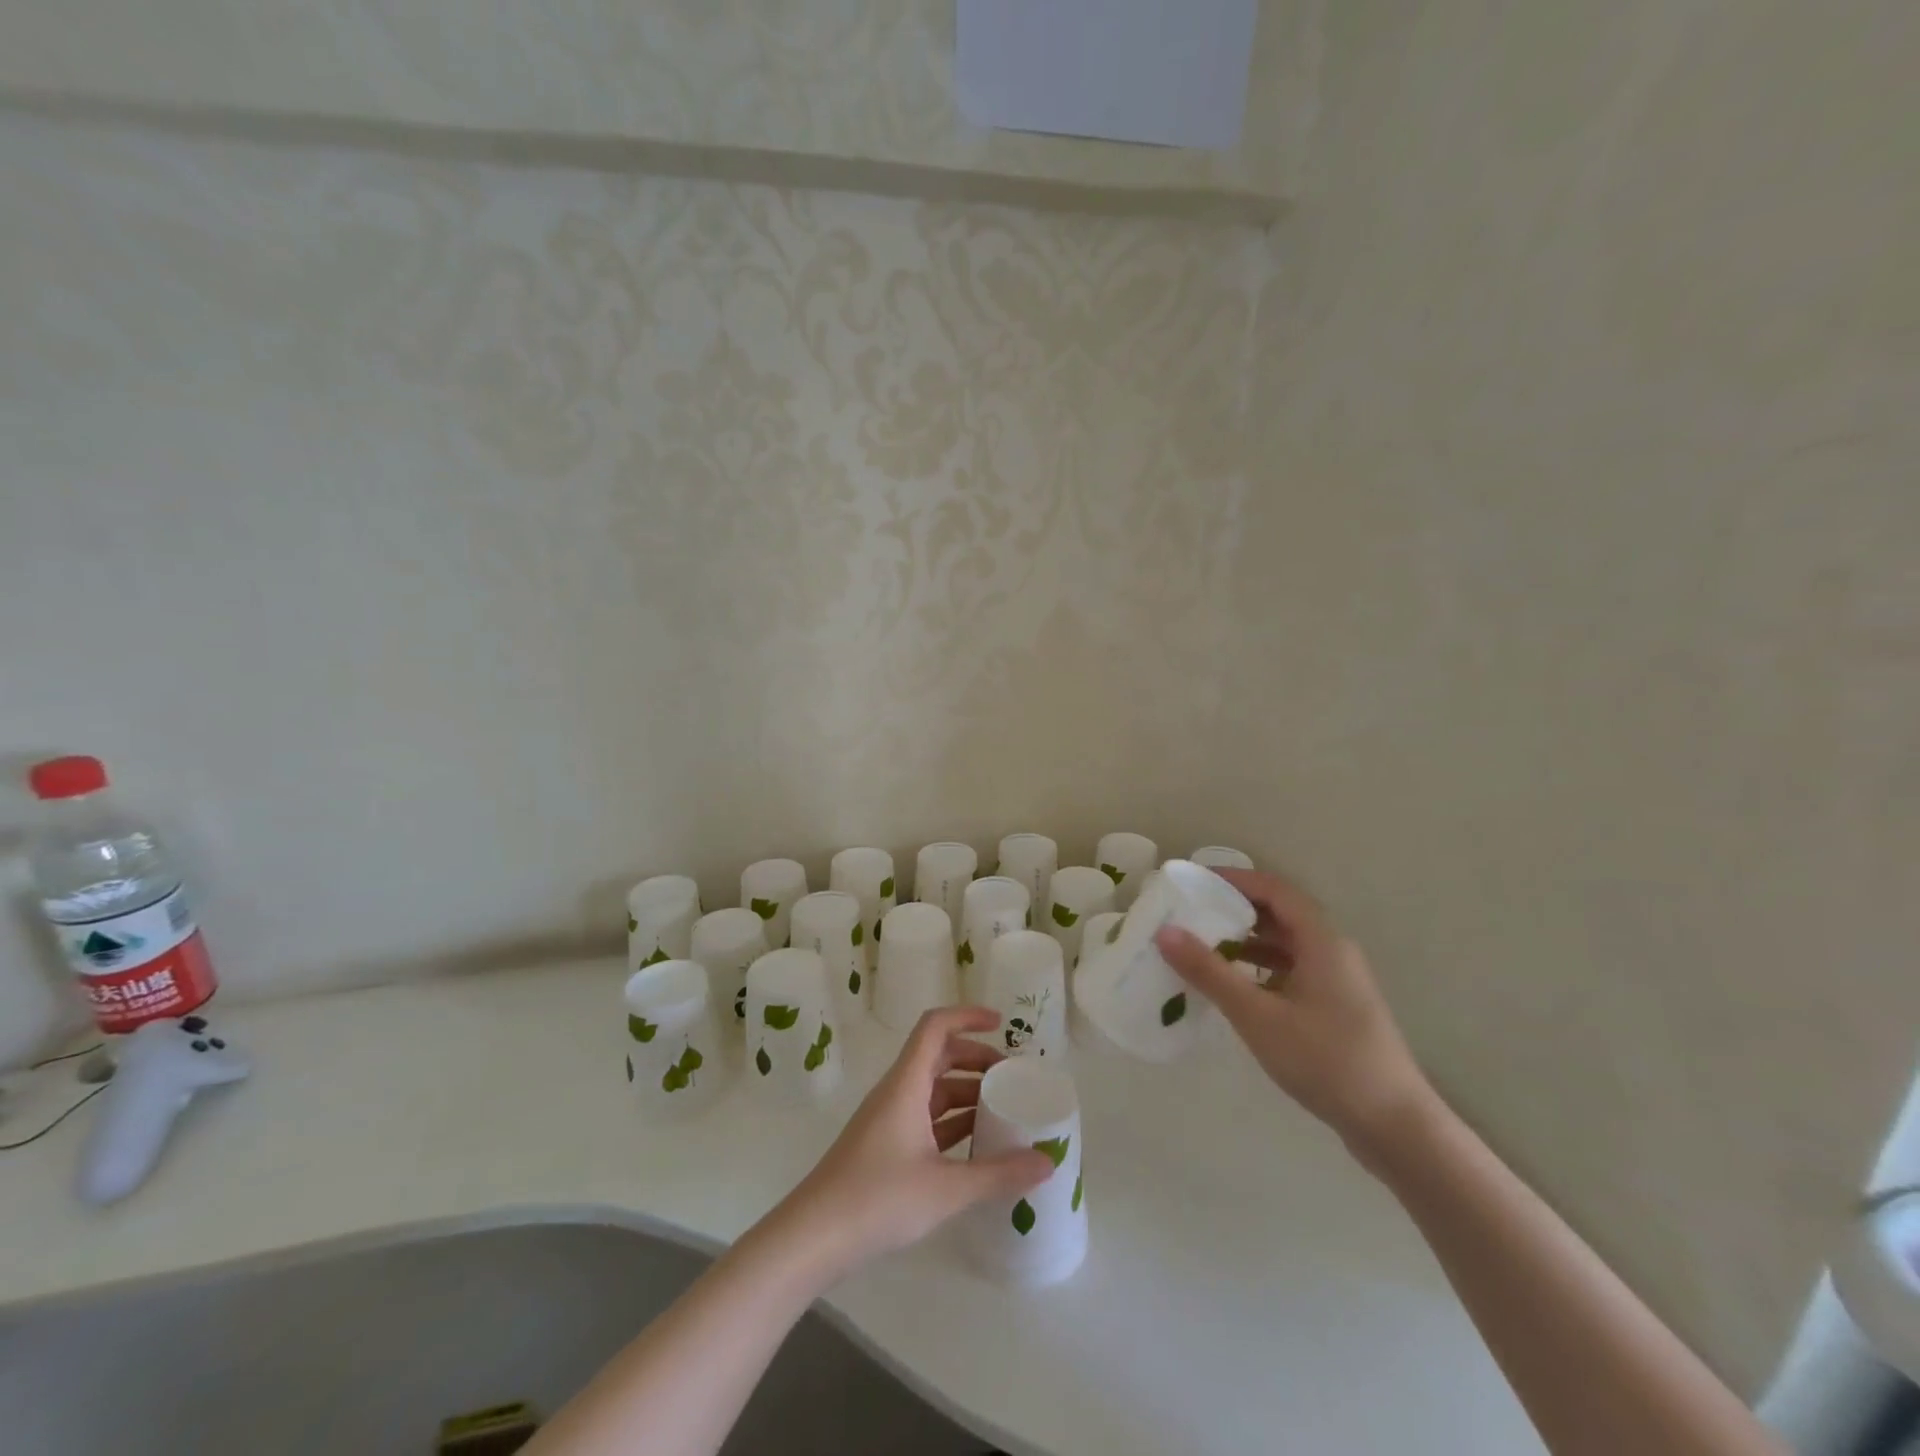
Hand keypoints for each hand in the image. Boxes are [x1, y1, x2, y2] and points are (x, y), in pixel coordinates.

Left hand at [771, 1007, 1052, 1281]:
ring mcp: (889, 1120)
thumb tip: (1048, 1162)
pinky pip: (926, 1118)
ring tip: (1004, 1111)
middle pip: (939, 1056)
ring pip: (933, 1090)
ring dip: (966, 1092)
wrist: (813, 1237)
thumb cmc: (877, 1199)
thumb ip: (998, 1174)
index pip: (935, 1027)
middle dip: (976, 1059)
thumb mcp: (945, 1188)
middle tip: (1012, 1078)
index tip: (1002, 1024)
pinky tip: (977, 1146)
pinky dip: (953, 1122)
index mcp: (907, 1084)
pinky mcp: (886, 1147)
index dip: (968, 1016)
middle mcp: (898, 1092)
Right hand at [1153, 868, 1433, 1163]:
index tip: (1195, 883)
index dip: (1236, 879)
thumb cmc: (1325, 1060)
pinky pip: (1291, 971)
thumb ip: (1210, 972)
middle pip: (1280, 914)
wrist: (1394, 1127)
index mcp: (1322, 941)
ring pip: (1285, 945)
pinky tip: (1233, 988)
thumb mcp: (1258, 1015)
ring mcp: (1338, 982)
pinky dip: (1260, 969)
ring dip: (1246, 942)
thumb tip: (1165, 932)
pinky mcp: (1336, 1008)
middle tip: (1190, 915)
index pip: (1275, 889)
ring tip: (1202, 948)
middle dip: (1235, 910)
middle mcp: (1333, 952)